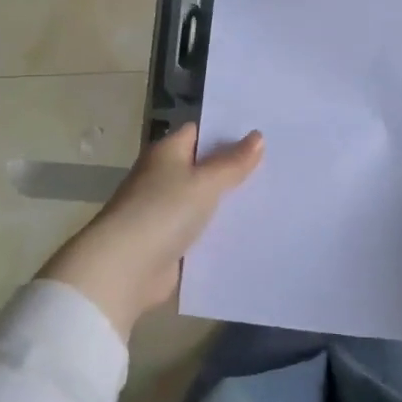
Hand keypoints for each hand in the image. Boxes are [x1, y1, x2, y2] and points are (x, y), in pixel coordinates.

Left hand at [41, 124, 263, 337]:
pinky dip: (218, 232)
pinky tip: (249, 233)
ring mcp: (164, 211)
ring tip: (272, 199)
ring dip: (228, 203)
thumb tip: (258, 136)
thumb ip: (232, 163)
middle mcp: (163, 177)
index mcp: (167, 153)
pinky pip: (200, 231)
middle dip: (234, 169)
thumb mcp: (205, 183)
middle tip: (277, 166)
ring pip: (204, 201)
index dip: (228, 133)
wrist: (124, 269)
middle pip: (204, 167)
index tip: (263, 135)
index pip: (200, 133)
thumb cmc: (163, 212)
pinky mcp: (169, 242)